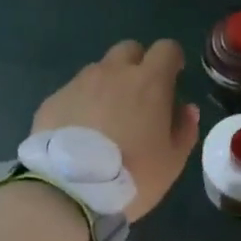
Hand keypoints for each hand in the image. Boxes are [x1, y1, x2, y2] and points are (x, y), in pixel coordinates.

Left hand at [32, 39, 200, 221]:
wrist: (69, 191)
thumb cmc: (132, 175)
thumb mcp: (172, 161)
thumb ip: (184, 129)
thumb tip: (186, 109)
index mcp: (149, 82)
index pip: (166, 49)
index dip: (172, 59)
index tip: (173, 76)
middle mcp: (113, 73)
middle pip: (129, 50)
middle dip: (137, 65)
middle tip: (139, 96)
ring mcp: (79, 83)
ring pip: (99, 70)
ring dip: (107, 85)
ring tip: (106, 119)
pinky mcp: (53, 100)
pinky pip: (73, 92)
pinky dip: (81, 104)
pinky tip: (79, 133)